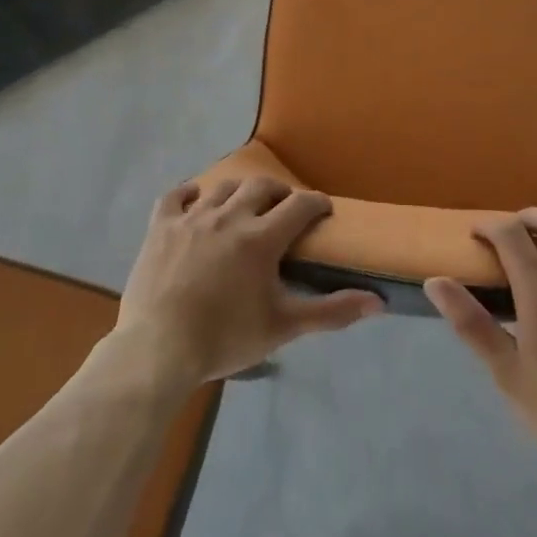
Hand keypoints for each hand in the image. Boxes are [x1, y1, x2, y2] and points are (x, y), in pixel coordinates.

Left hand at [117, 176, 384, 384]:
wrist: (158, 350)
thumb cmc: (225, 338)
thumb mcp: (283, 327)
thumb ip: (331, 311)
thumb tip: (379, 302)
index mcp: (261, 238)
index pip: (300, 205)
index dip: (317, 203)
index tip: (323, 210)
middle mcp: (229, 216)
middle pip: (261, 186)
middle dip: (279, 193)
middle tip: (285, 209)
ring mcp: (192, 218)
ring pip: (222, 187)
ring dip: (240, 191)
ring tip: (244, 205)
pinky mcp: (161, 227)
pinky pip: (175, 196)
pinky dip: (189, 193)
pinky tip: (196, 199)